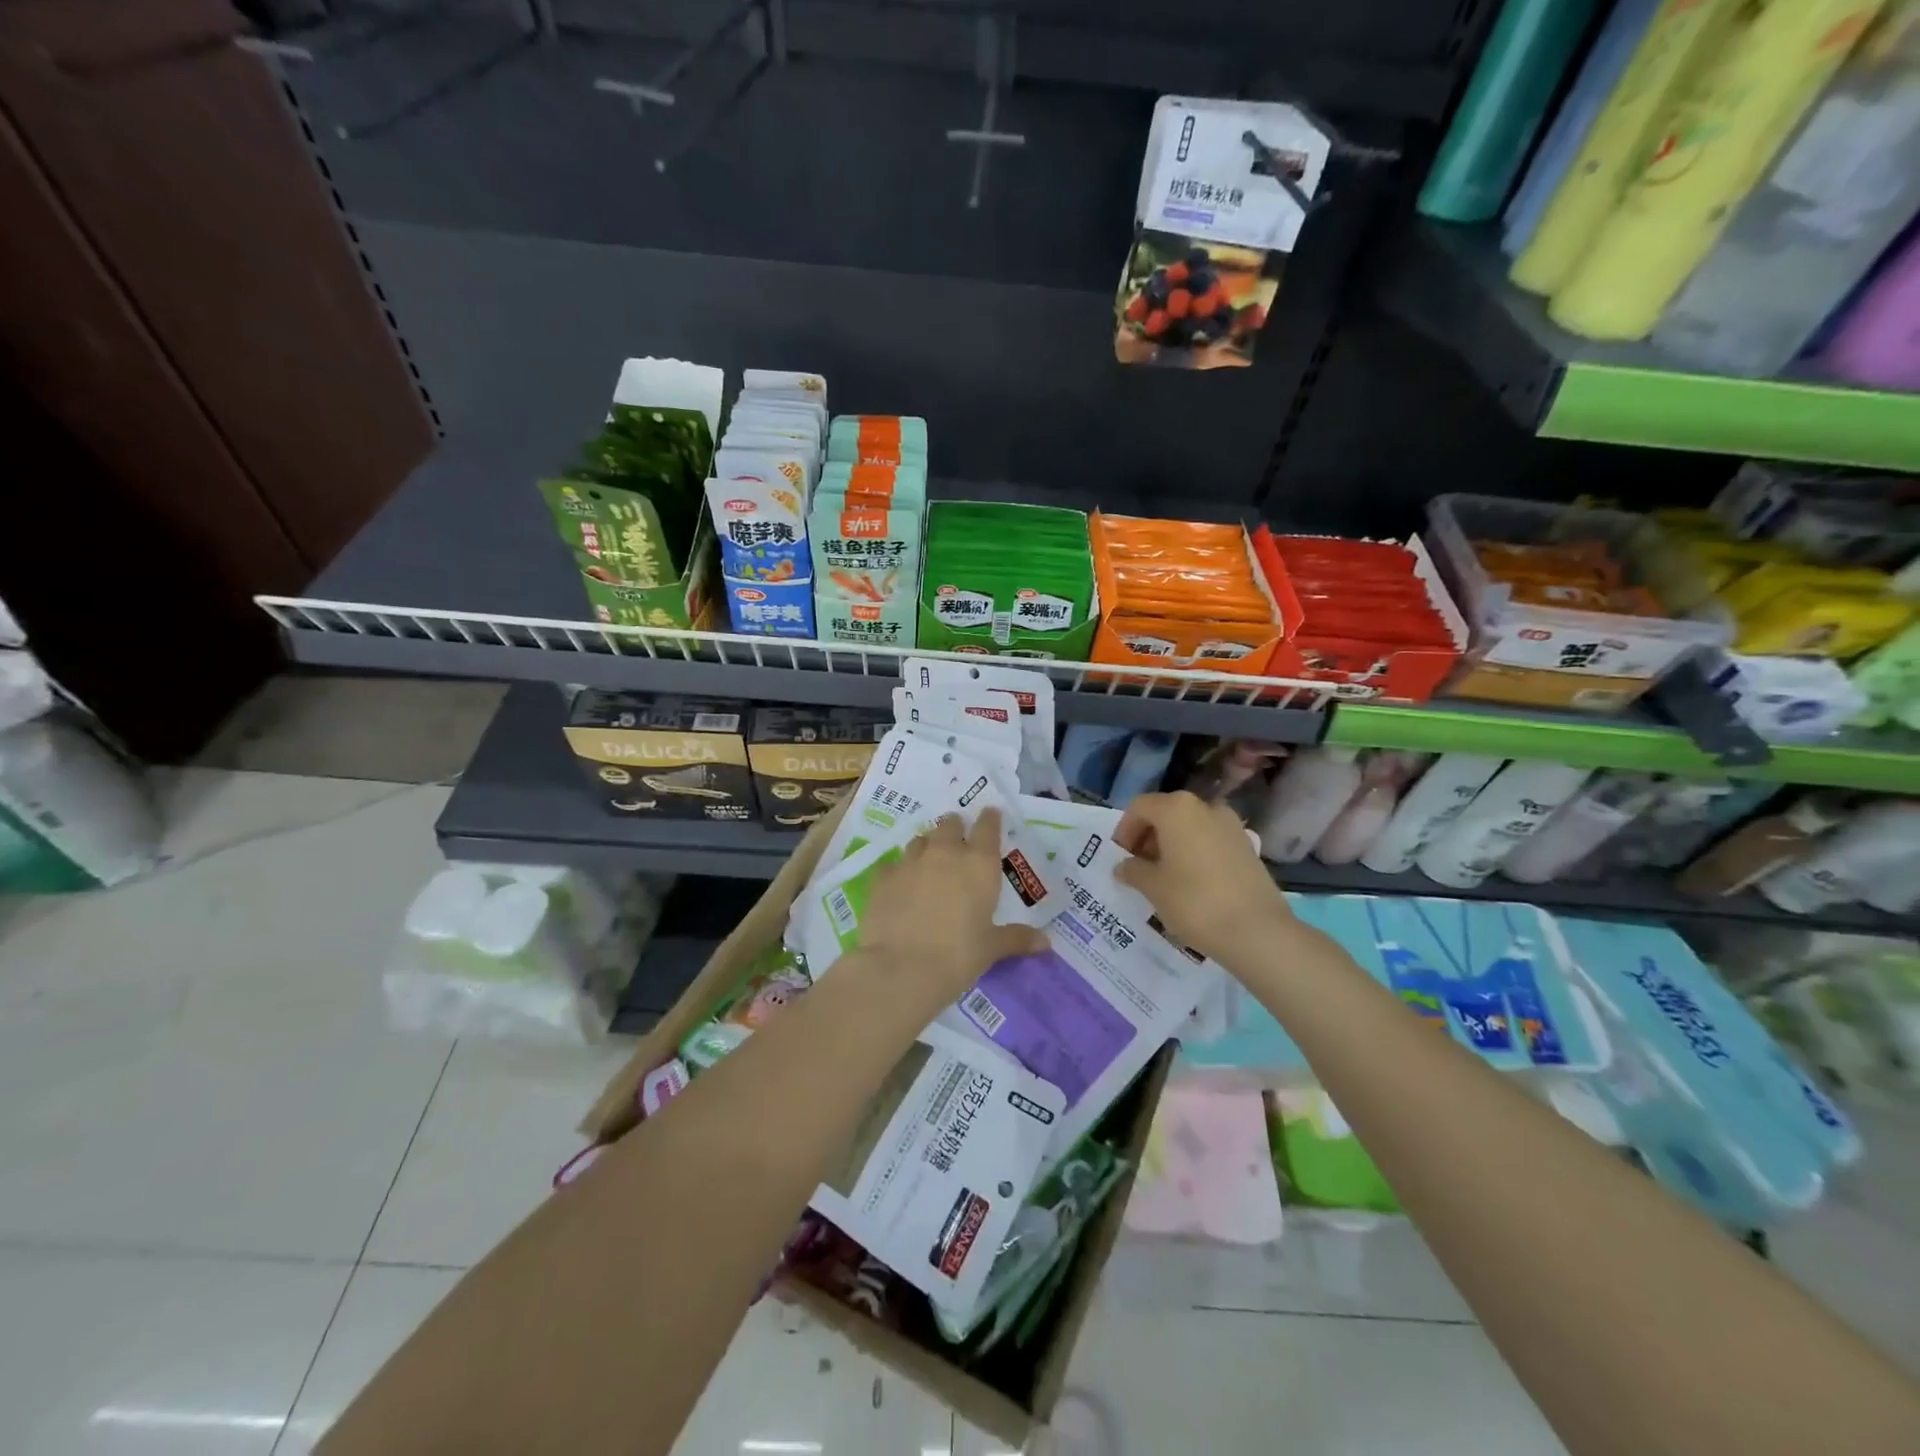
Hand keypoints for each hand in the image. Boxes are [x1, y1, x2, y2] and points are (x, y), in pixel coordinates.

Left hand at [858, 810, 1048, 998]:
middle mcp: (945, 853)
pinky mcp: (882, 877)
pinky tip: (898, 884)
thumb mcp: (991, 948)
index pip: (988, 827)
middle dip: (955, 828)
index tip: (991, 814)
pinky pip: (892, 865)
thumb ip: (1016, 938)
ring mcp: (910, 862)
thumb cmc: (958, 956)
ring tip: (929, 861)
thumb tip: (1045, 943)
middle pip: (950, 824)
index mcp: (979, 864)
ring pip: (920, 840)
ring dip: (927, 846)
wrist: (901, 968)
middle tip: (958, 840)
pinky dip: (898, 870)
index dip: (990, 818)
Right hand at [1114, 791, 1296, 966]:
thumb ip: (1133, 870)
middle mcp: (1205, 807)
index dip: (1124, 830)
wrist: (1258, 931)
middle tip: (1139, 867)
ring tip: (1164, 877)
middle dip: (1148, 837)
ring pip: (1190, 827)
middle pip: (1166, 813)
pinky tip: (1191, 883)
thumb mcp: (1153, 887)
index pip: (1139, 807)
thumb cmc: (1194, 902)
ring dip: (1172, 845)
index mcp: (1176, 809)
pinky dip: (1195, 853)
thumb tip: (1125, 866)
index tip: (1121, 857)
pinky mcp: (1247, 846)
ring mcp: (1230, 825)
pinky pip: (1210, 841)